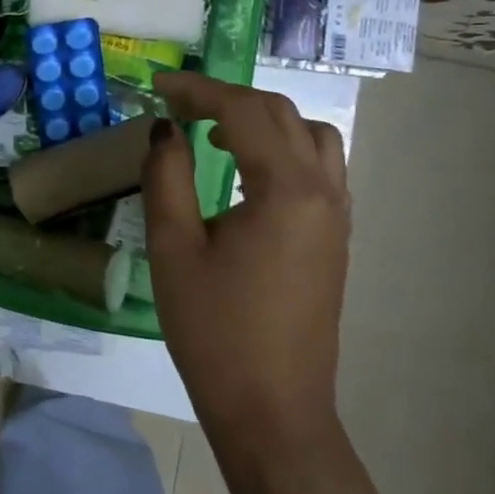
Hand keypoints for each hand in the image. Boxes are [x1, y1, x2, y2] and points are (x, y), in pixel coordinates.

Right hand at [141, 71, 351, 455]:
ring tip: (215, 130)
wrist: (272, 408)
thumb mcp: (173, 247)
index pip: (243, 111)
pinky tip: (245, 170)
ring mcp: (336, 216)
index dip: (198, 90)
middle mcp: (323, 192)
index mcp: (286, 190)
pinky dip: (281, 148)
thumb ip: (167, 176)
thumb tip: (165, 129)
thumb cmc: (214, 329)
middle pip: (280, 115)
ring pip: (310, 136)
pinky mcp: (334, 238)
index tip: (158, 85)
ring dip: (262, 120)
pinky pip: (317, 168)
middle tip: (178, 103)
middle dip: (227, 97)